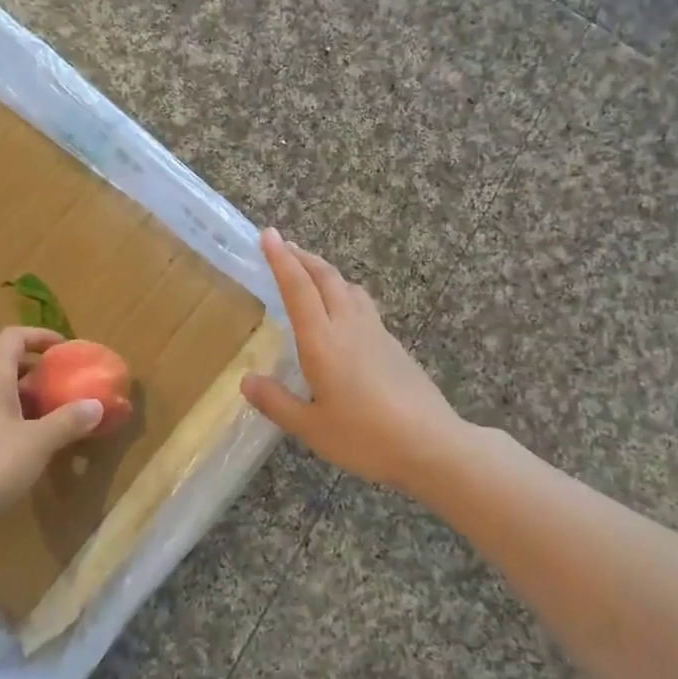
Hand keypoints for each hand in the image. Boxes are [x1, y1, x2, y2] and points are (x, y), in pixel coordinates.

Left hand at [0, 327, 103, 522]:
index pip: (13, 337)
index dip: (40, 336)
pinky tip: (31, 442)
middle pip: (6, 364)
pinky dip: (14, 418)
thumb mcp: (39, 441)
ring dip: (27, 397)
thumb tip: (97, 405)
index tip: (65, 348)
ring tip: (54, 413)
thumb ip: (68, 421)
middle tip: (64, 384)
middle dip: (37, 370)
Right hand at [242, 228, 467, 496]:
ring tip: (310, 273)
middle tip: (284, 247)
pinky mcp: (393, 345)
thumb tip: (246, 380)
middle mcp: (349, 326)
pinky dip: (343, 293)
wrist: (431, 443)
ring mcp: (376, 333)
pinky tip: (342, 312)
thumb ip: (277, 402)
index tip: (268, 235)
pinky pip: (363, 305)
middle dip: (303, 257)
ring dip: (325, 272)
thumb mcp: (312, 427)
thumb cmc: (366, 437)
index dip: (281, 260)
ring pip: (348, 287)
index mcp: (323, 342)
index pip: (298, 288)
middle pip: (326, 277)